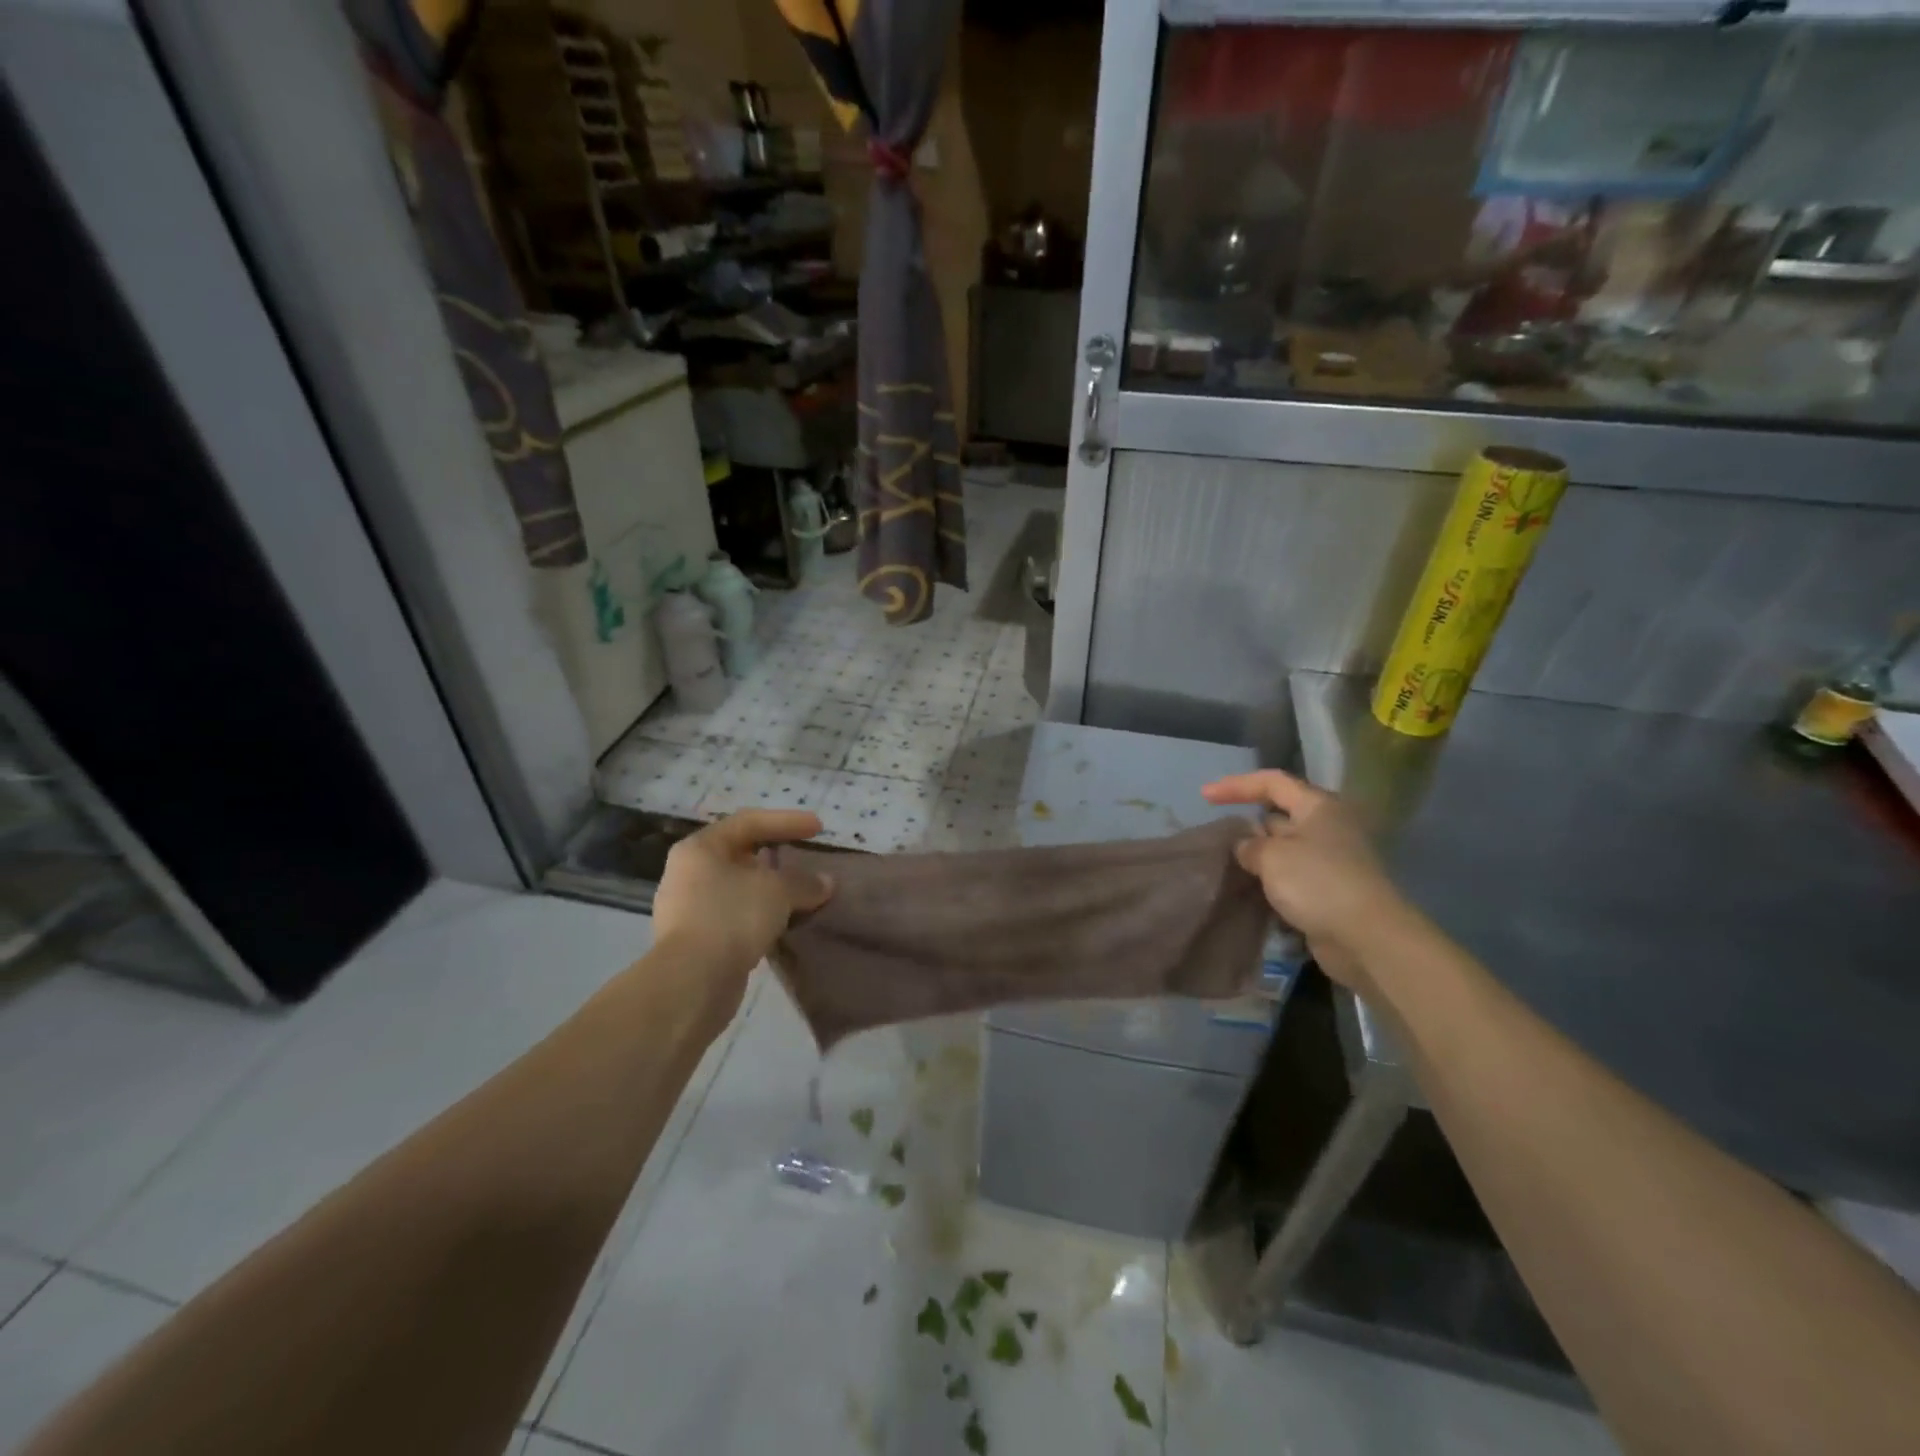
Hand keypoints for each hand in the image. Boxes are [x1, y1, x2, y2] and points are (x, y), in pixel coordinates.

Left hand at [651, 810, 833, 990]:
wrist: (692, 982)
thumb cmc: (731, 917)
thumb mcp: (777, 891)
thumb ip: (804, 882)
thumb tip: (826, 883)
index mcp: (700, 848)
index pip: (749, 822)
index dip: (786, 821)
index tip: (818, 828)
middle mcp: (688, 872)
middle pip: (740, 854)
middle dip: (776, 856)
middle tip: (805, 858)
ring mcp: (687, 907)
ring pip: (738, 887)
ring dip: (770, 889)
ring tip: (800, 894)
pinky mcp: (694, 940)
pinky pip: (734, 915)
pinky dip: (760, 914)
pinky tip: (783, 922)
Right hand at [1201, 769, 1407, 989]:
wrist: (1366, 937)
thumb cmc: (1317, 882)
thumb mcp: (1271, 857)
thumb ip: (1249, 846)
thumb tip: (1246, 847)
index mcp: (1319, 807)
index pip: (1273, 782)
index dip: (1237, 785)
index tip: (1204, 796)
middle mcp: (1329, 827)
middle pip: (1280, 814)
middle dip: (1249, 823)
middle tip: (1218, 836)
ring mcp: (1332, 860)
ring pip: (1285, 848)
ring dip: (1259, 855)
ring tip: (1228, 864)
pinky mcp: (1331, 890)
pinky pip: (1293, 876)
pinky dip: (1272, 879)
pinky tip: (1250, 889)